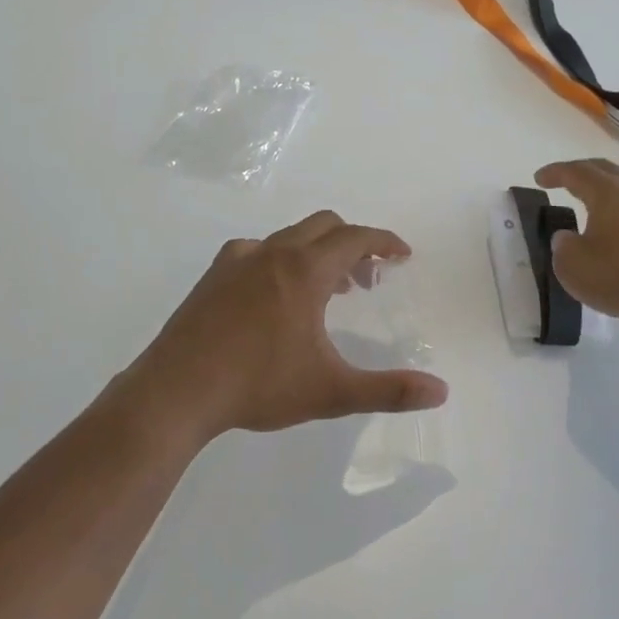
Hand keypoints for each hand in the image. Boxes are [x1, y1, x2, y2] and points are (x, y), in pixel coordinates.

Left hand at [119, 212, 448, 440]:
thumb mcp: (331, 391)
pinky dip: (280, 260)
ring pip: (289, 237)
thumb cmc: (258, 386)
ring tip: (328, 291)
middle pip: (324, 227)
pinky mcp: (213, 277)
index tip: (402, 255)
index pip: (355, 238)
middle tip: (368, 280)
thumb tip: (441, 392)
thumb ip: (389, 390)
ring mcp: (237, 261)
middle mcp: (272, 253)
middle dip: (353, 244)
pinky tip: (274, 295)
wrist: (177, 391)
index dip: (384, 241)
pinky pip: (256, 251)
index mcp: (304, 271)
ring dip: (317, 253)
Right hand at [535, 158, 618, 322]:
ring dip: (614, 187)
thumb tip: (566, 238)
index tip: (540, 177)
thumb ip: (563, 249)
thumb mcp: (576, 269)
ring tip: (604, 199)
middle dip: (583, 172)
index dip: (555, 173)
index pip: (575, 172)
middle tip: (566, 180)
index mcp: (606, 192)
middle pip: (606, 170)